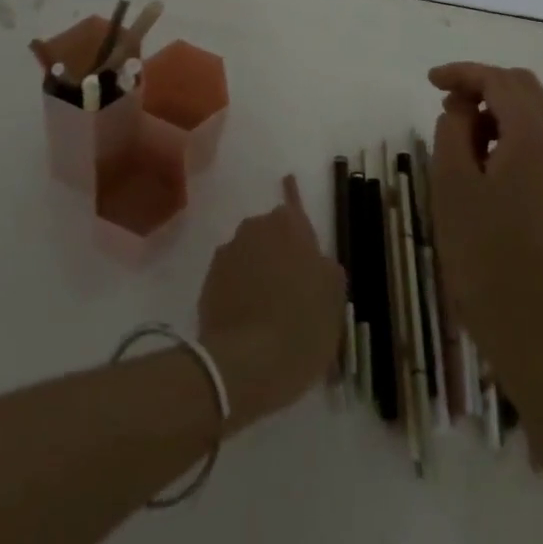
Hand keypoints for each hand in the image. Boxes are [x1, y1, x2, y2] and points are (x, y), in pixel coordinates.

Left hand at [197, 175, 345, 427]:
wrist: (246, 364)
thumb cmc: (302, 326)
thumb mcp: (334, 299)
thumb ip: (326, 270)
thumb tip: (315, 261)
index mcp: (290, 226)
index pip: (293, 202)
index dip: (293, 194)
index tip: (288, 179)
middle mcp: (256, 228)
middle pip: (271, 232)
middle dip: (279, 250)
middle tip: (292, 287)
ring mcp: (228, 252)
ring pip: (249, 254)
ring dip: (258, 270)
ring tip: (268, 308)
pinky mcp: (209, 280)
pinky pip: (231, 277)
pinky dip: (239, 290)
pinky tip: (248, 318)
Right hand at [429, 63, 542, 382]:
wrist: (527, 322)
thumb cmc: (481, 250)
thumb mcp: (452, 181)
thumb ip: (454, 128)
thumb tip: (463, 106)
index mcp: (533, 138)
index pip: (499, 81)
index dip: (463, 73)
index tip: (429, 81)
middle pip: (523, 87)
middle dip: (482, 83)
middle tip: (445, 100)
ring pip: (532, 110)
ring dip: (495, 106)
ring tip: (457, 128)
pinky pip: (536, 137)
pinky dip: (508, 128)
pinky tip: (480, 152)